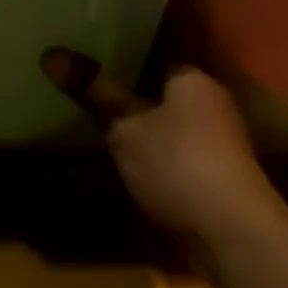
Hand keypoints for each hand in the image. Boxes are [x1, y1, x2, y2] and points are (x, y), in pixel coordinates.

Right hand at [44, 49, 278, 245]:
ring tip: (103, 120)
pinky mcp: (221, 175)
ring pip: (170, 120)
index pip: (153, 49)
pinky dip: (158, 152)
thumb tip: (50, 53)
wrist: (237, 238)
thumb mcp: (125, 127)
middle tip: (89, 83)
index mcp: (191, 75)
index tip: (91, 48)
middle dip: (130, 89)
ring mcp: (220, 139)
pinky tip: (131, 160)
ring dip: (145, 125)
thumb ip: (93, 91)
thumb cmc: (179, 164)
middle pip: (161, 86)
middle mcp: (210, 98)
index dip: (121, 50)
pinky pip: (179, 150)